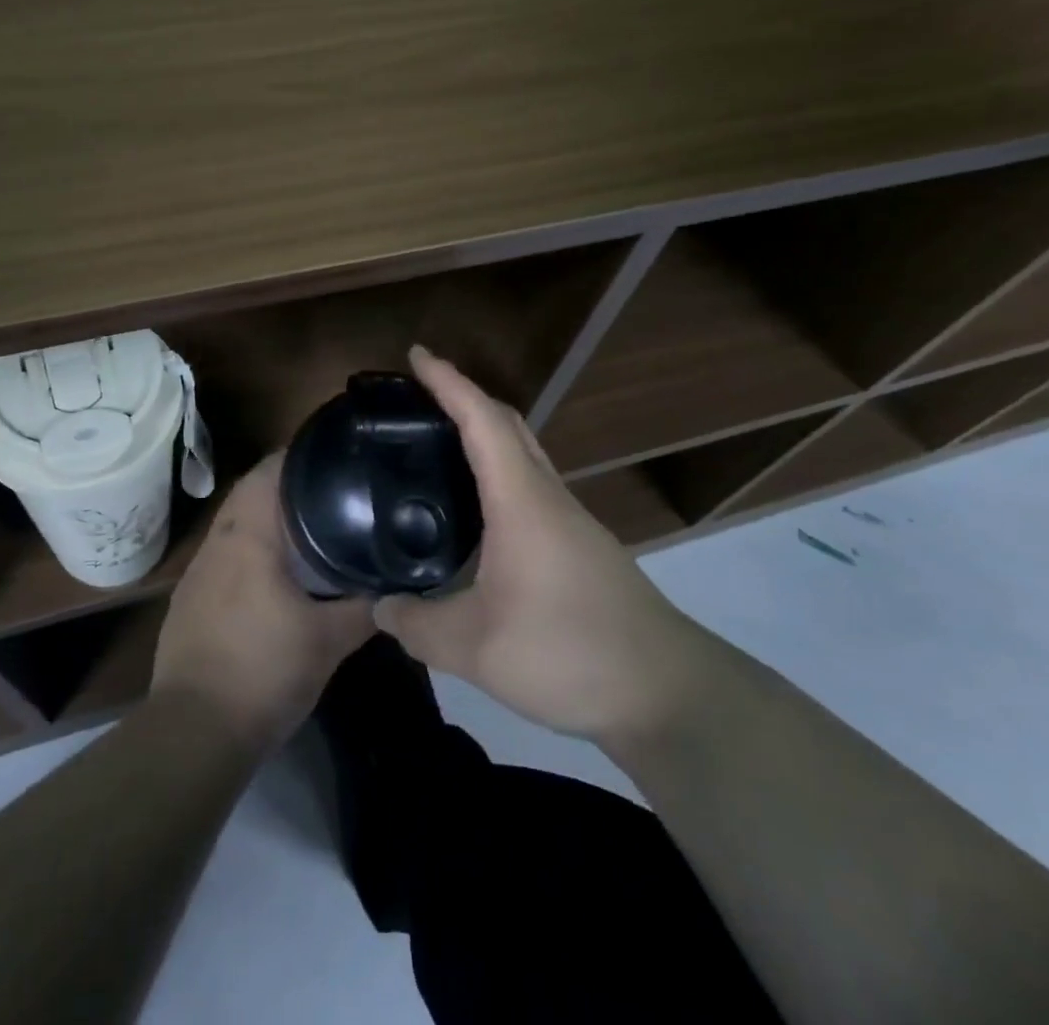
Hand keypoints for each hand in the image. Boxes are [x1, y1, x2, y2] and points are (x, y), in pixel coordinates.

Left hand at [152, 453, 374, 750]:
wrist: (195, 730)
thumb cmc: (264, 671)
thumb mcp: (329, 641)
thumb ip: (365, 608)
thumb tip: (396, 588)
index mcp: (246, 536)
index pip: (267, 471)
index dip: (298, 456)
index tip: (332, 458)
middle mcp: (216, 542)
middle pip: (249, 493)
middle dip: (286, 487)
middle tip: (330, 492)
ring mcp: (196, 572)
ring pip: (233, 525)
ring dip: (264, 520)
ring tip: (307, 529)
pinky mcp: (188, 600)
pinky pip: (222, 556)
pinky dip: (248, 551)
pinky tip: (271, 576)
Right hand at [373, 346, 687, 741]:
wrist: (668, 693)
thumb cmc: (568, 652)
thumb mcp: (475, 647)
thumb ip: (417, 624)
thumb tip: (380, 606)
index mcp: (521, 500)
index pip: (482, 420)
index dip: (448, 382)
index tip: (416, 355)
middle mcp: (548, 497)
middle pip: (508, 425)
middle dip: (464, 397)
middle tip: (418, 397)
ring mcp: (571, 521)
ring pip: (524, 455)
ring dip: (484, 435)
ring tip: (438, 447)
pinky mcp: (581, 547)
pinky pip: (531, 487)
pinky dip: (498, 473)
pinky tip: (477, 512)